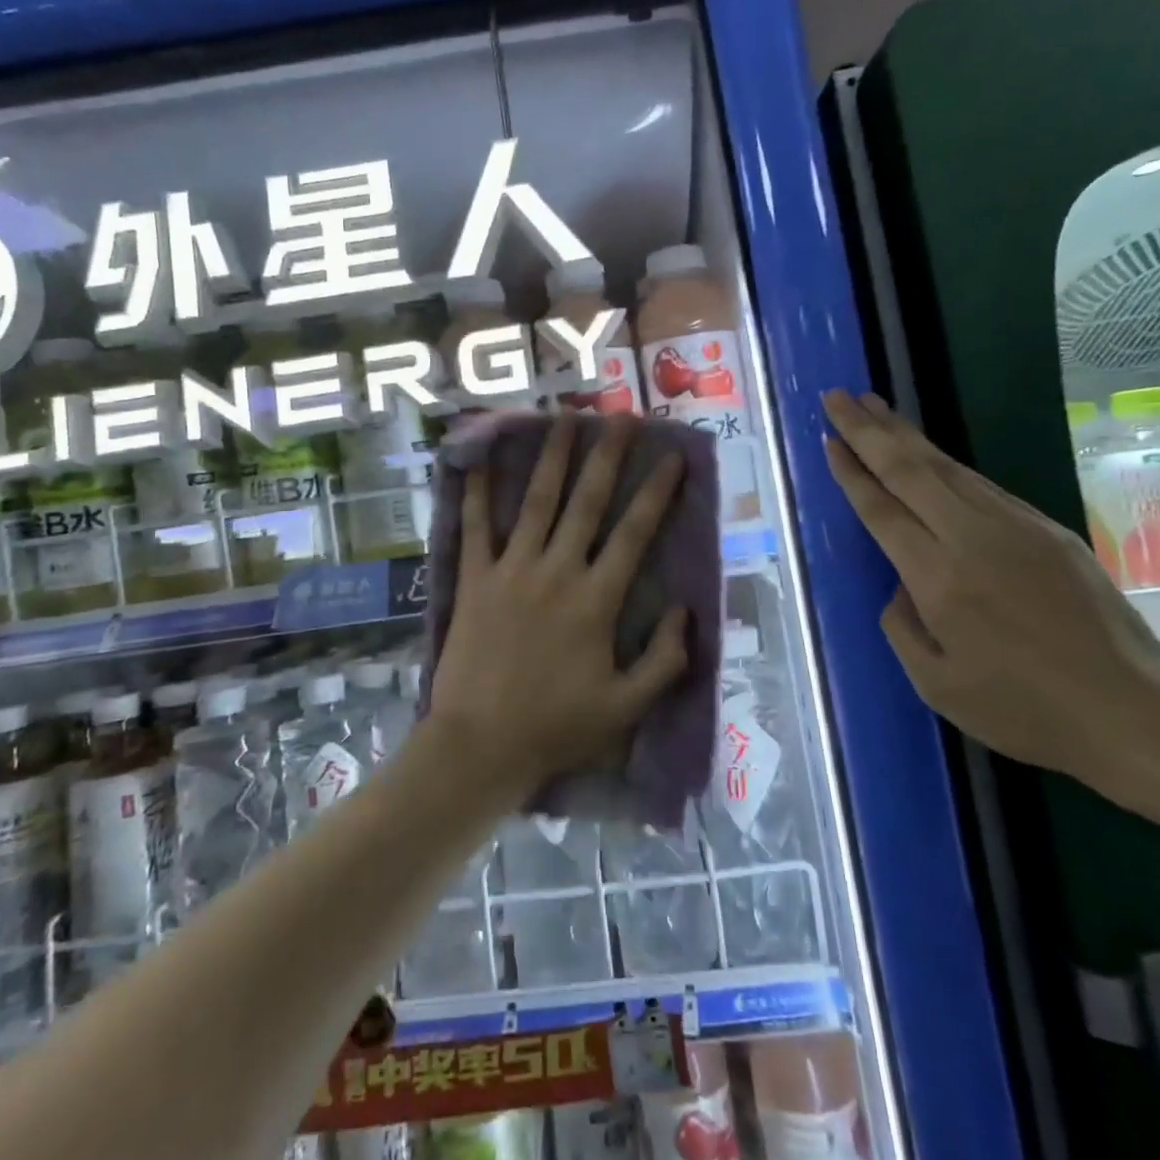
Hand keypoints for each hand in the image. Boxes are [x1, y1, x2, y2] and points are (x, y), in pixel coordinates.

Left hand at [427, 414, 689, 805]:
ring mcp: (511, 570)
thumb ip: (665, 659)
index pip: (634, 533)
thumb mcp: (627, 706)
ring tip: (565, 419)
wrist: (481, 744)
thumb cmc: (557, 727)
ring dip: (552, 458)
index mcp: (597, 599)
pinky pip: (474, 528)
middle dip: (607, 455)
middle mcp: (557, 571)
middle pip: (587, 502)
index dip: (657, 492)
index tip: (673, 457)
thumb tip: (685, 610)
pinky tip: (476, 461)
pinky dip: (475, 493)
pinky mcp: (474, 580)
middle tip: (620, 415)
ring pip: (536, 502)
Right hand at [821, 389, 1159, 785]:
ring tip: (874, 407)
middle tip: (836, 396)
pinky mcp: (1047, 530)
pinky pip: (981, 485)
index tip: (828, 438)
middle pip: (910, 470)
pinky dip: (944, 462)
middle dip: (868, 430)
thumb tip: (900, 584)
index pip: (883, 509)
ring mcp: (1016, 528)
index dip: (852, 471)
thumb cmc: (1024, 709)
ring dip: (905, 435)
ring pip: (947, 468)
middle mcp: (973, 539)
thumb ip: (902, 625)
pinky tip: (929, 455)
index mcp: (939, 578)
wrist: (1135, 712)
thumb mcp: (937, 684)